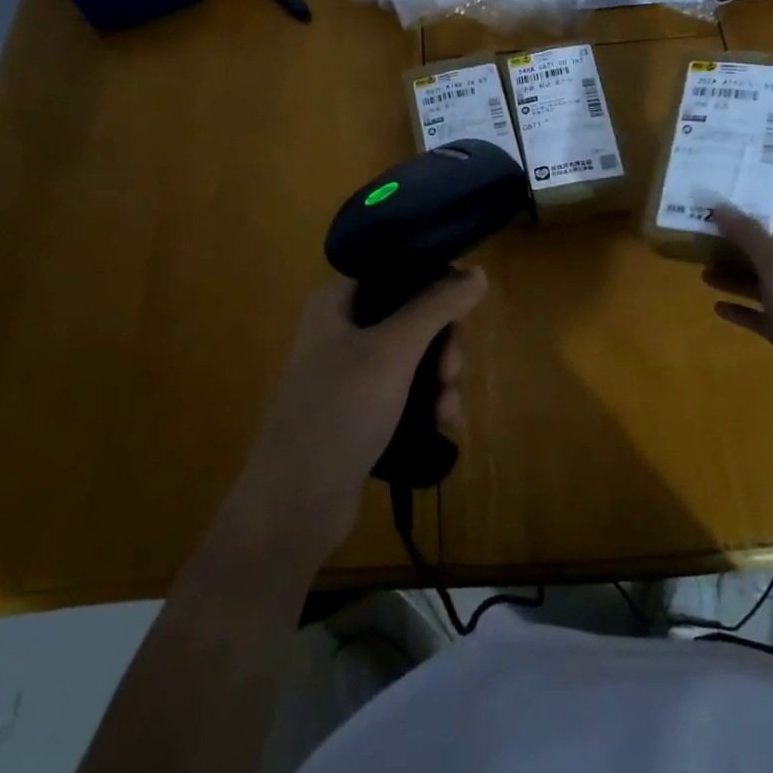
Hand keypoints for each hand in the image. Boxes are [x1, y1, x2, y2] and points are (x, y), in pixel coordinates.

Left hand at [235, 269, 488, 563]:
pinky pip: (407, 388)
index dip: (436, 278)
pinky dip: (428, 401)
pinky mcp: (361, 407)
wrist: (294, 505)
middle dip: (442, 341)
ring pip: (415, 353)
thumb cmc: (339, 412)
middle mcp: (343, 327)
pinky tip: (443, 424)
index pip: (396, 267)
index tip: (468, 303)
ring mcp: (352, 369)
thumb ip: (436, 306)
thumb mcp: (392, 352)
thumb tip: (479, 272)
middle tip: (452, 370)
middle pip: (413, 312)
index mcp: (338, 300)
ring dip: (441, 377)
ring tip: (448, 409)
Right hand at [704, 208, 772, 423]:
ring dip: (739, 281)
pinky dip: (743, 311)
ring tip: (705, 275)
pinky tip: (718, 308)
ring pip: (768, 289)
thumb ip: (749, 236)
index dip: (769, 224)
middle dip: (745, 253)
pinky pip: (765, 319)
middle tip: (711, 246)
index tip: (736, 219)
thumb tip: (720, 207)